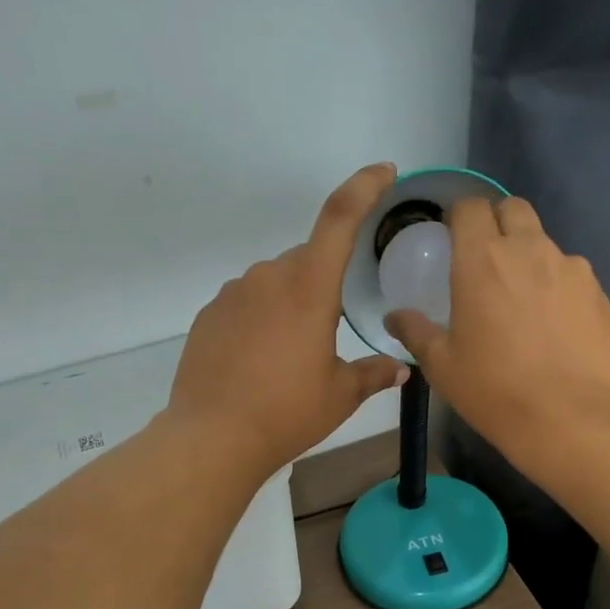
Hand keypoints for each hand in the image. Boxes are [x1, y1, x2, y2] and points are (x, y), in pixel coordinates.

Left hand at [167, 164, 408, 478]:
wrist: (213, 437)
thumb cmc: (287, 413)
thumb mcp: (340, 396)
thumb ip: (373, 374)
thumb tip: (400, 369)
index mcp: (309, 288)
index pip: (339, 219)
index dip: (363, 187)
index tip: (383, 172)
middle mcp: (268, 277)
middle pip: (307, 260)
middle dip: (324, 283)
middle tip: (331, 331)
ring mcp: (233, 294)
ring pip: (275, 283)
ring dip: (291, 303)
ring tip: (292, 355)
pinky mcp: (209, 314)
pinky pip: (247, 303)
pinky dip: (261, 319)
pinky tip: (261, 360)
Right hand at [385, 196, 609, 463]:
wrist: (569, 418)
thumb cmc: (494, 390)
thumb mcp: (442, 366)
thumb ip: (416, 332)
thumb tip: (395, 317)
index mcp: (481, 259)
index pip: (469, 207)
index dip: (459, 215)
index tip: (452, 237)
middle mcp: (529, 249)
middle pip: (513, 209)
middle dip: (497, 222)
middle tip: (486, 260)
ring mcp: (570, 268)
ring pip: (545, 243)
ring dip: (529, 257)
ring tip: (524, 301)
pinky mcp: (598, 292)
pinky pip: (572, 275)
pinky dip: (558, 286)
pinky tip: (554, 325)